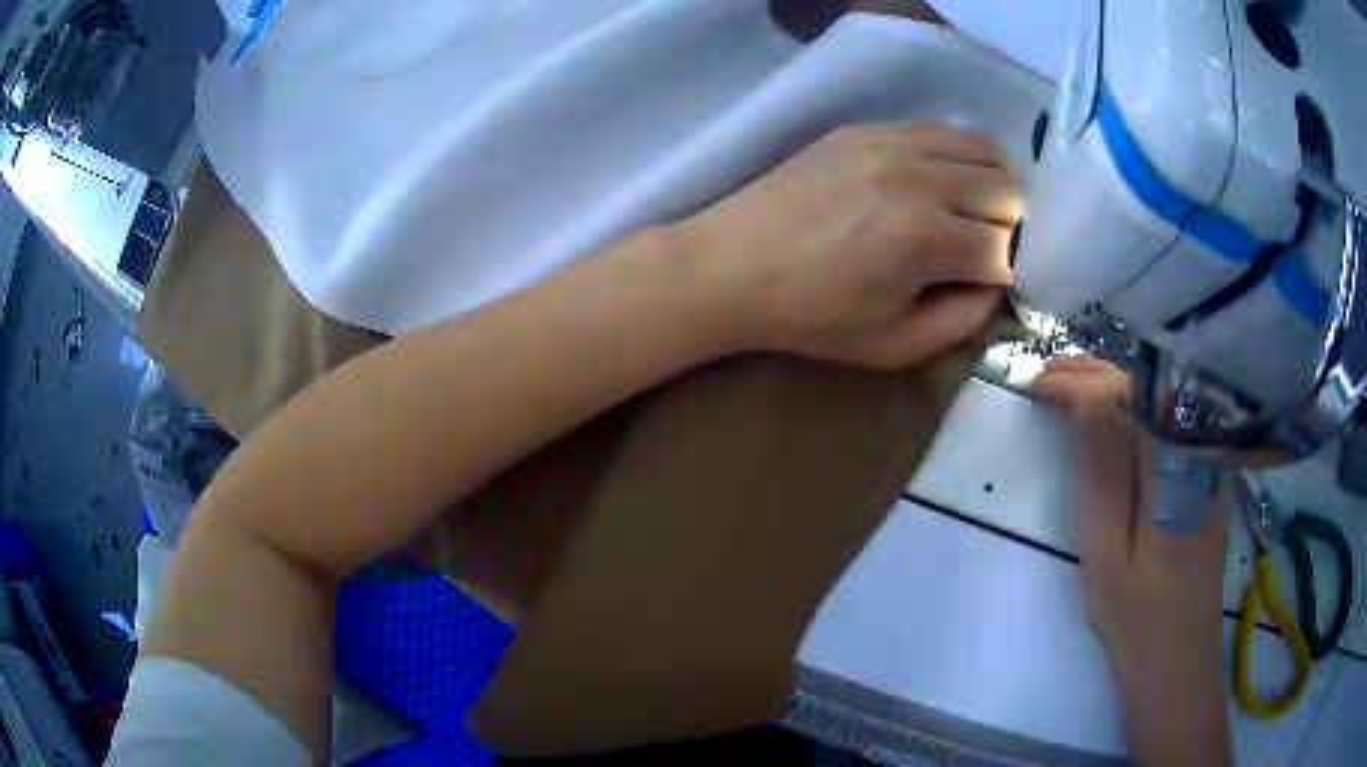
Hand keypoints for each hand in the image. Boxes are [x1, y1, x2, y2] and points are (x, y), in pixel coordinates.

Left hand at [671, 122, 1019, 369]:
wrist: (728, 266)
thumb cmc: (808, 317)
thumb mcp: (894, 345)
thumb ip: (964, 320)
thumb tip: (998, 283)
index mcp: (924, 238)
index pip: (1006, 249)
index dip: (1008, 274)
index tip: (990, 286)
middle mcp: (917, 177)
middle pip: (1008, 190)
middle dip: (1011, 228)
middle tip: (985, 251)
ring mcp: (889, 142)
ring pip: (983, 148)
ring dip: (993, 185)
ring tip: (973, 214)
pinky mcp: (866, 128)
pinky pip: (940, 129)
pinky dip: (959, 157)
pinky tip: (941, 183)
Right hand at [1033, 357, 1231, 765]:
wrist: (1181, 663)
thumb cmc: (1137, 621)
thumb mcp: (1107, 557)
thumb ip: (1102, 476)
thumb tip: (1087, 404)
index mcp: (1173, 467)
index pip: (1126, 397)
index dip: (1080, 383)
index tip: (1037, 385)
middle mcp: (1197, 450)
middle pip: (1147, 389)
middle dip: (1094, 375)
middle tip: (1046, 375)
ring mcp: (1207, 463)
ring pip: (1159, 401)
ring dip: (1113, 386)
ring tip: (1070, 384)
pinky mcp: (1206, 478)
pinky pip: (1168, 423)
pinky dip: (1135, 408)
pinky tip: (1113, 414)